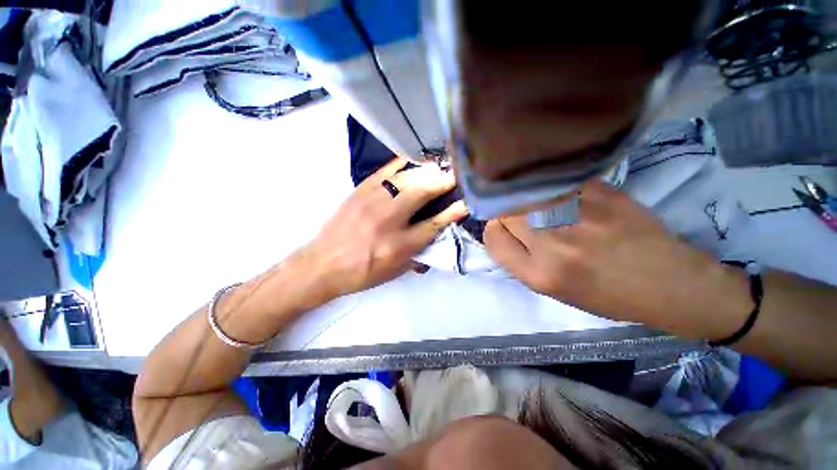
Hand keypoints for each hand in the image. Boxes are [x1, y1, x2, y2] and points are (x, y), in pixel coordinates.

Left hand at [304, 158, 467, 297]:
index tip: (466, 202)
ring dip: (426, 171)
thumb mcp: (395, 271)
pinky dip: (403, 163)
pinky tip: (413, 160)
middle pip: (421, 193)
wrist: (322, 264)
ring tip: (440, 166)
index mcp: (398, 246)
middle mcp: (387, 220)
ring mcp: (372, 201)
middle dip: (443, 182)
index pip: (433, 224)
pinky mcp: (360, 190)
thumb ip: (419, 254)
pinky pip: (386, 170)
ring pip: (406, 178)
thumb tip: (436, 238)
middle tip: (456, 175)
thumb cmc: (362, 273)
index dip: (452, 212)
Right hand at [484, 180, 749, 334]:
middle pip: (504, 211)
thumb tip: (498, 227)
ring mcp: (577, 213)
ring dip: (526, 201)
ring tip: (545, 210)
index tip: (506, 231)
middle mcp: (553, 242)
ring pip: (524, 194)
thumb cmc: (605, 294)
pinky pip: (553, 183)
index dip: (494, 231)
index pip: (493, 237)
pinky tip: (565, 199)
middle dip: (507, 215)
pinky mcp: (599, 191)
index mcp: (539, 273)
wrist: (669, 282)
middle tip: (526, 221)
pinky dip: (550, 189)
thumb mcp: (551, 289)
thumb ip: (518, 258)